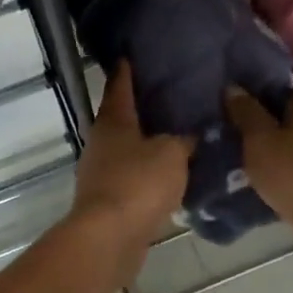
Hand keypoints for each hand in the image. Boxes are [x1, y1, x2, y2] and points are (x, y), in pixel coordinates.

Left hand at [70, 64, 193, 274]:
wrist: (109, 239)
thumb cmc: (138, 184)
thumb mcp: (171, 154)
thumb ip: (184, 140)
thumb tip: (192, 134)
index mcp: (113, 120)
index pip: (119, 84)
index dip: (127, 69)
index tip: (133, 53)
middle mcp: (102, 140)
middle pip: (122, 116)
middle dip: (142, 107)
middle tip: (170, 96)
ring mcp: (101, 171)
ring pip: (128, 148)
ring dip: (146, 143)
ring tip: (177, 135)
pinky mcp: (108, 200)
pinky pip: (132, 177)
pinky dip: (147, 173)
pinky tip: (169, 175)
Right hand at [227, 69, 292, 273]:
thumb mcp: (261, 140)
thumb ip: (247, 112)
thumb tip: (233, 87)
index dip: (282, 60)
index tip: (255, 58)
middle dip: (271, 93)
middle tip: (239, 90)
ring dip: (273, 123)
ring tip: (241, 121)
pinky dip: (278, 148)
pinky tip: (256, 153)